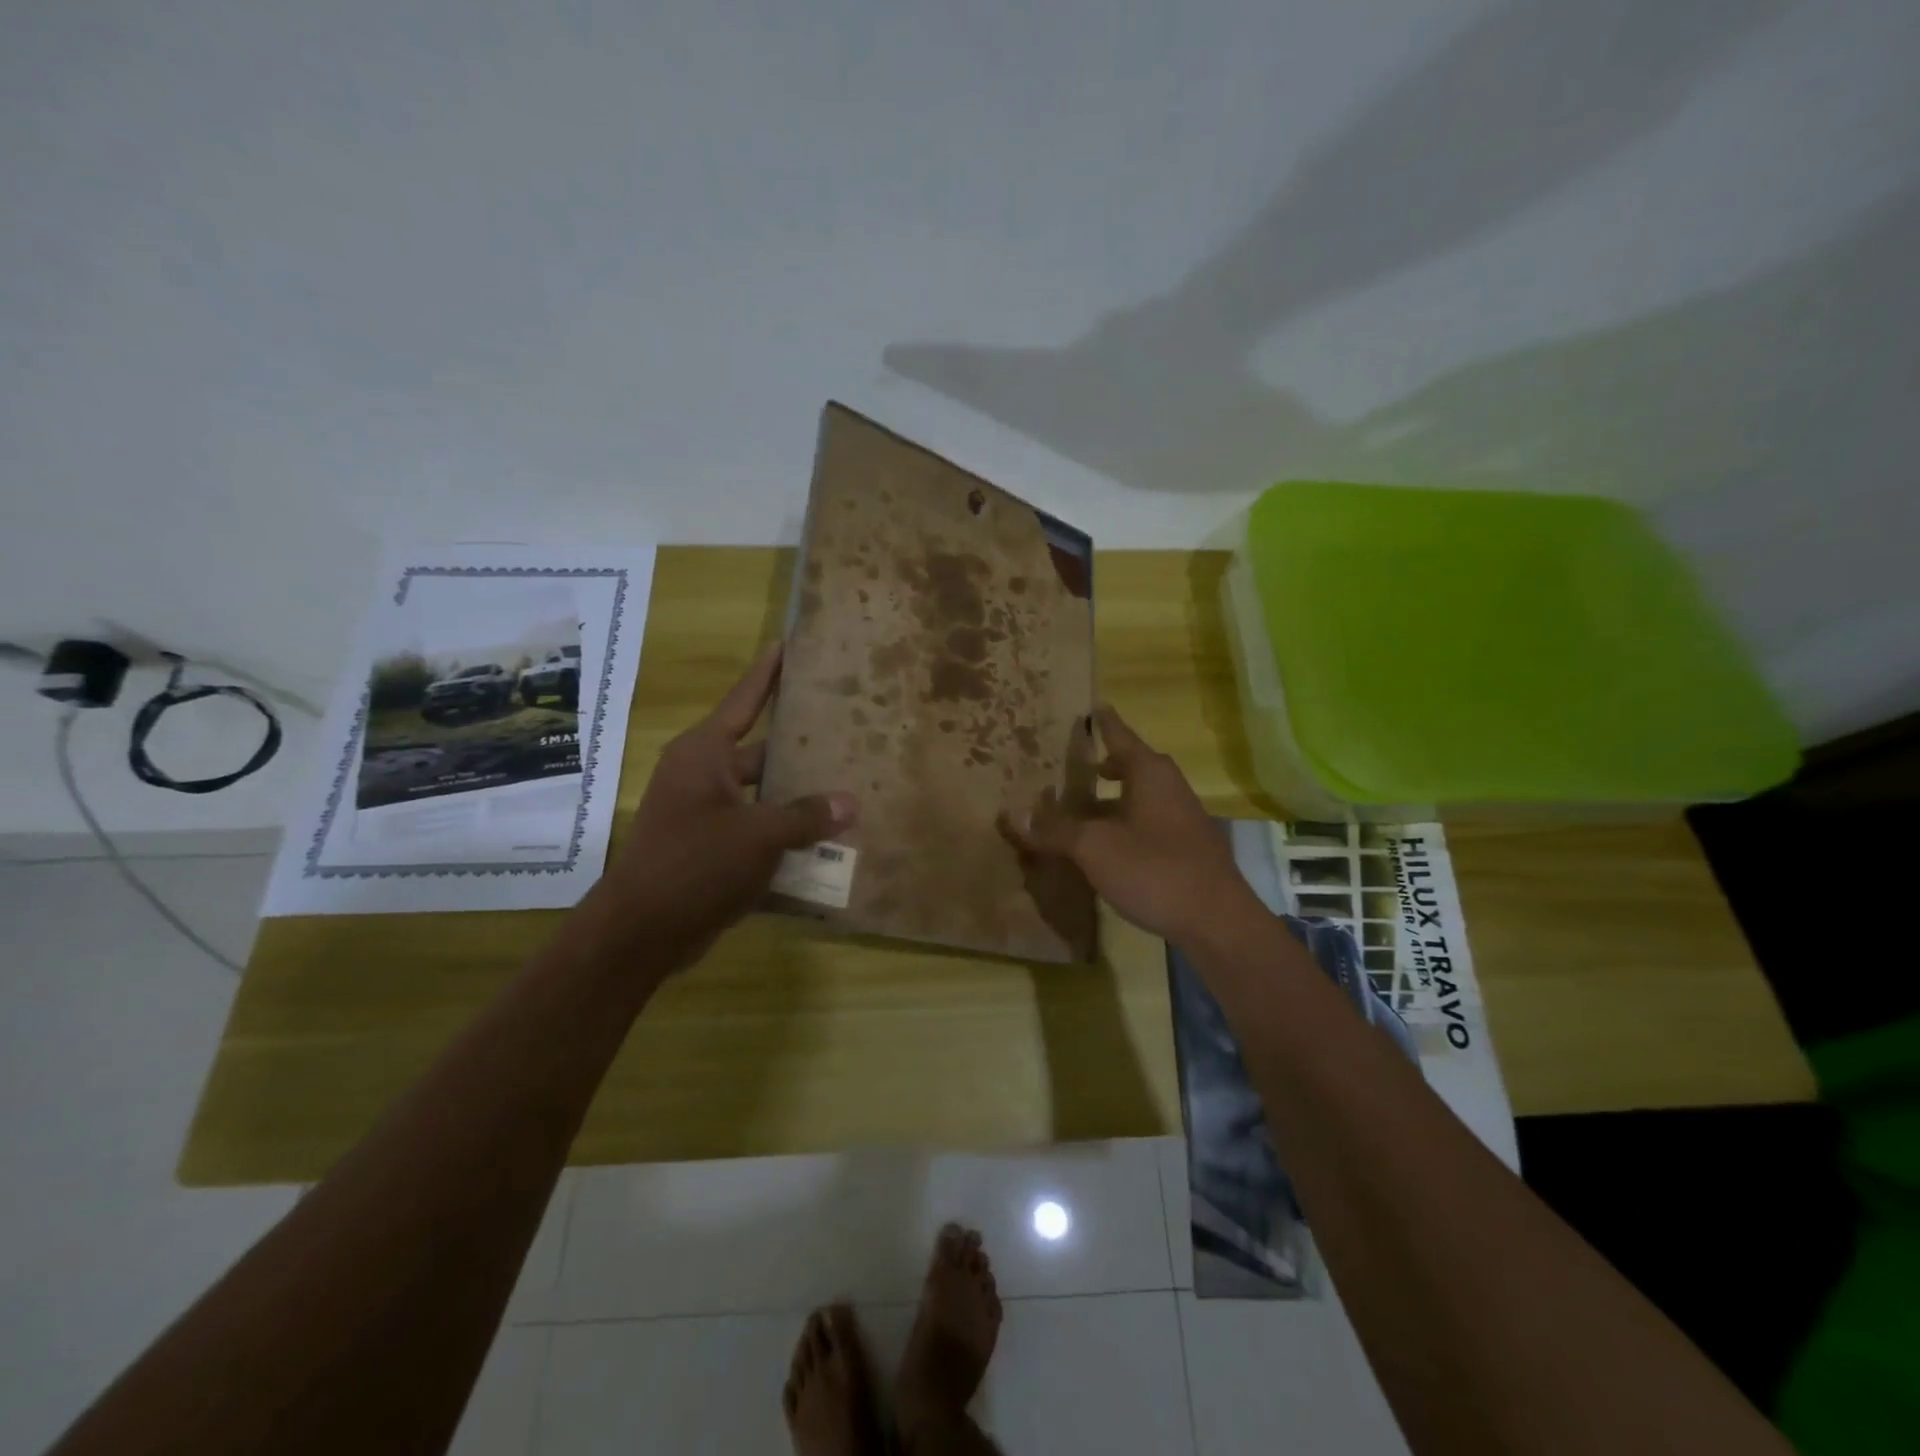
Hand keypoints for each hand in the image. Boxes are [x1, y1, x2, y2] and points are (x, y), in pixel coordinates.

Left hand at [591, 643, 856, 971]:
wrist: (642, 931)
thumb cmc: (695, 864)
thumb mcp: (758, 835)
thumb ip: (806, 815)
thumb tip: (850, 803)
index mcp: (704, 754)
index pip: (744, 700)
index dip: (767, 673)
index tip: (787, 644)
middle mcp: (702, 775)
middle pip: (759, 749)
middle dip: (798, 743)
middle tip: (842, 726)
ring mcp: (705, 812)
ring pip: (762, 792)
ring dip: (796, 794)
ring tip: (845, 783)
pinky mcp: (710, 846)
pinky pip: (756, 827)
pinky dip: (784, 830)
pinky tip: (824, 837)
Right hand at [1006, 705, 1258, 945]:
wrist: (1217, 922)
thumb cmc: (1154, 870)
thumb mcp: (1095, 848)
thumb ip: (1055, 830)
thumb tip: (1014, 814)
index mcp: (1149, 773)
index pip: (1119, 735)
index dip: (1102, 722)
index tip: (1092, 705)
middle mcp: (1169, 787)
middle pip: (1131, 765)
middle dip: (1103, 764)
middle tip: (1072, 763)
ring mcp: (1181, 818)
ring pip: (1138, 797)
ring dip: (1110, 799)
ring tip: (1078, 808)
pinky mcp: (1185, 847)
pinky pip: (1146, 822)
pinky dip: (1122, 823)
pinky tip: (1104, 845)